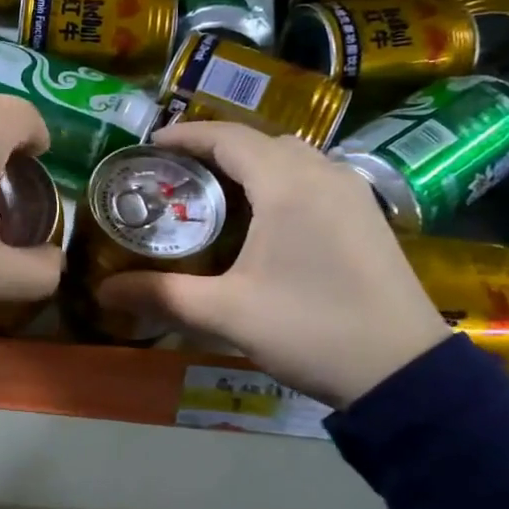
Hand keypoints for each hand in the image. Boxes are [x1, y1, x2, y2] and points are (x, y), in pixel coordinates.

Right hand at [98, 122, 448, 407]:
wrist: (405, 373)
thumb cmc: (312, 330)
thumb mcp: (228, 314)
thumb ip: (162, 295)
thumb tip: (103, 291)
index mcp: (288, 185)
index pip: (228, 137)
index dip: (185, 136)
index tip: (148, 146)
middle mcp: (323, 174)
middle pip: (259, 141)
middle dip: (213, 148)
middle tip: (174, 172)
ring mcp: (352, 192)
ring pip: (290, 156)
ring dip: (249, 162)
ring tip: (212, 190)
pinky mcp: (366, 215)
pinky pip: (312, 176)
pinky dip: (278, 178)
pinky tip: (261, 215)